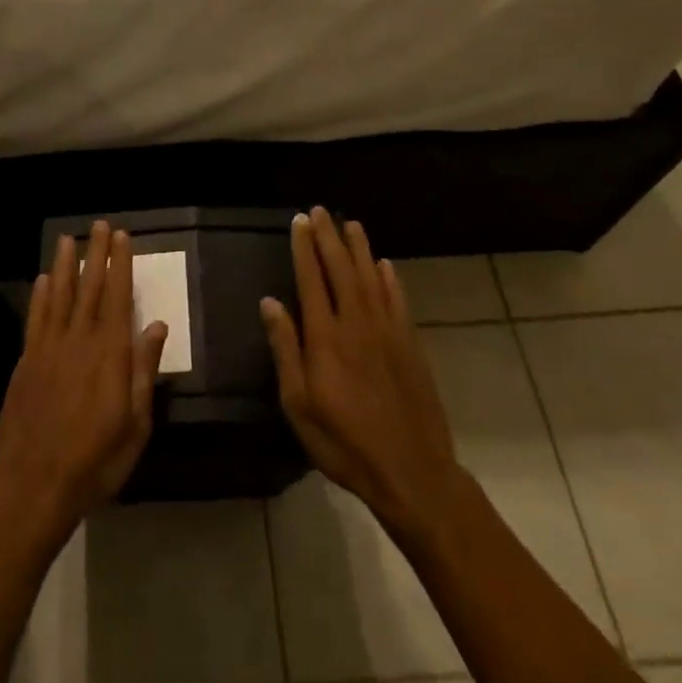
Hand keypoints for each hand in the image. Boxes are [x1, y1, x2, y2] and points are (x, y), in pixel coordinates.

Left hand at [0, 222, 168, 552]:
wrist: (33, 484)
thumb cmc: (94, 460)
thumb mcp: (135, 424)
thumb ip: (144, 371)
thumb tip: (156, 327)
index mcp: (110, 355)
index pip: (119, 298)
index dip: (121, 265)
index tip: (121, 237)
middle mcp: (79, 341)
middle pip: (90, 288)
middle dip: (96, 255)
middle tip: (99, 225)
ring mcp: (49, 348)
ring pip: (59, 296)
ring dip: (65, 265)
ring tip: (68, 239)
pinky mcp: (26, 361)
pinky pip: (36, 319)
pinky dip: (40, 296)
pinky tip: (42, 280)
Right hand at [261, 208, 471, 542]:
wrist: (412, 471)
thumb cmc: (344, 442)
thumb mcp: (299, 404)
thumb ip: (285, 349)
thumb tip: (270, 302)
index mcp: (326, 337)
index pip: (312, 280)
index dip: (304, 248)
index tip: (299, 221)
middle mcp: (357, 324)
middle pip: (342, 270)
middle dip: (329, 238)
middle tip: (321, 211)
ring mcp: (388, 332)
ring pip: (372, 278)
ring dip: (360, 249)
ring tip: (351, 224)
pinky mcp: (410, 345)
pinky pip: (398, 301)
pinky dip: (390, 279)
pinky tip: (385, 265)